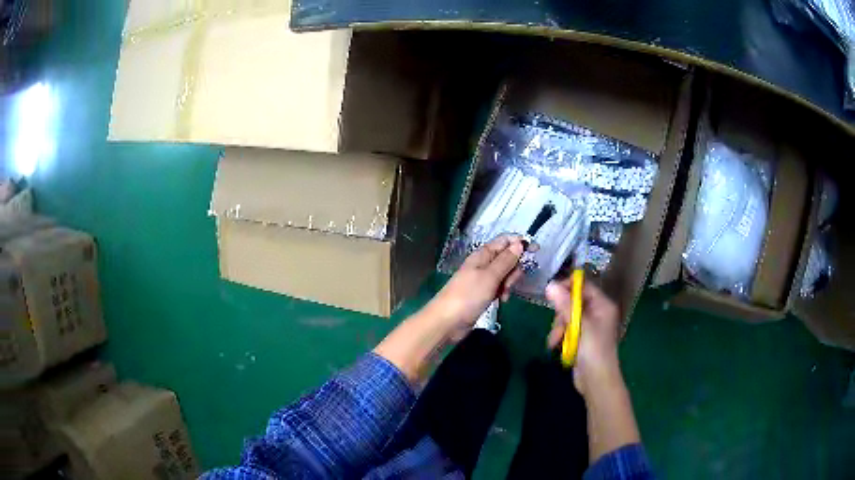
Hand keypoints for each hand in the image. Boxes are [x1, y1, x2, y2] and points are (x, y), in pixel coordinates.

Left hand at [427, 235, 525, 338]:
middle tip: (509, 282)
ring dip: (509, 283)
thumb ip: (505, 260)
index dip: (520, 243)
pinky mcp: (483, 293)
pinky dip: (503, 292)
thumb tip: (519, 243)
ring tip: (503, 294)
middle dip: (514, 269)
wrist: (447, 321)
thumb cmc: (468, 296)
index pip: (504, 241)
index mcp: (482, 255)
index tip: (536, 250)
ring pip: (505, 274)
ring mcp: (483, 279)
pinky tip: (501, 300)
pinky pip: (499, 287)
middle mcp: (483, 264)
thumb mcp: (490, 276)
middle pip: (507, 258)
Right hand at [545, 278, 621, 394]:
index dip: (567, 287)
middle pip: (572, 302)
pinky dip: (559, 337)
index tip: (550, 293)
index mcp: (602, 305)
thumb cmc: (594, 351)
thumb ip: (565, 305)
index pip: (584, 286)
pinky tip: (555, 346)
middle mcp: (597, 313)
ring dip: (558, 328)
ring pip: (566, 317)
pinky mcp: (580, 339)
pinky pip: (566, 330)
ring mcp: (588, 327)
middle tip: (557, 326)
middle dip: (561, 314)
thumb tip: (550, 285)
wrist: (596, 381)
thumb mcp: (580, 326)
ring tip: (554, 342)